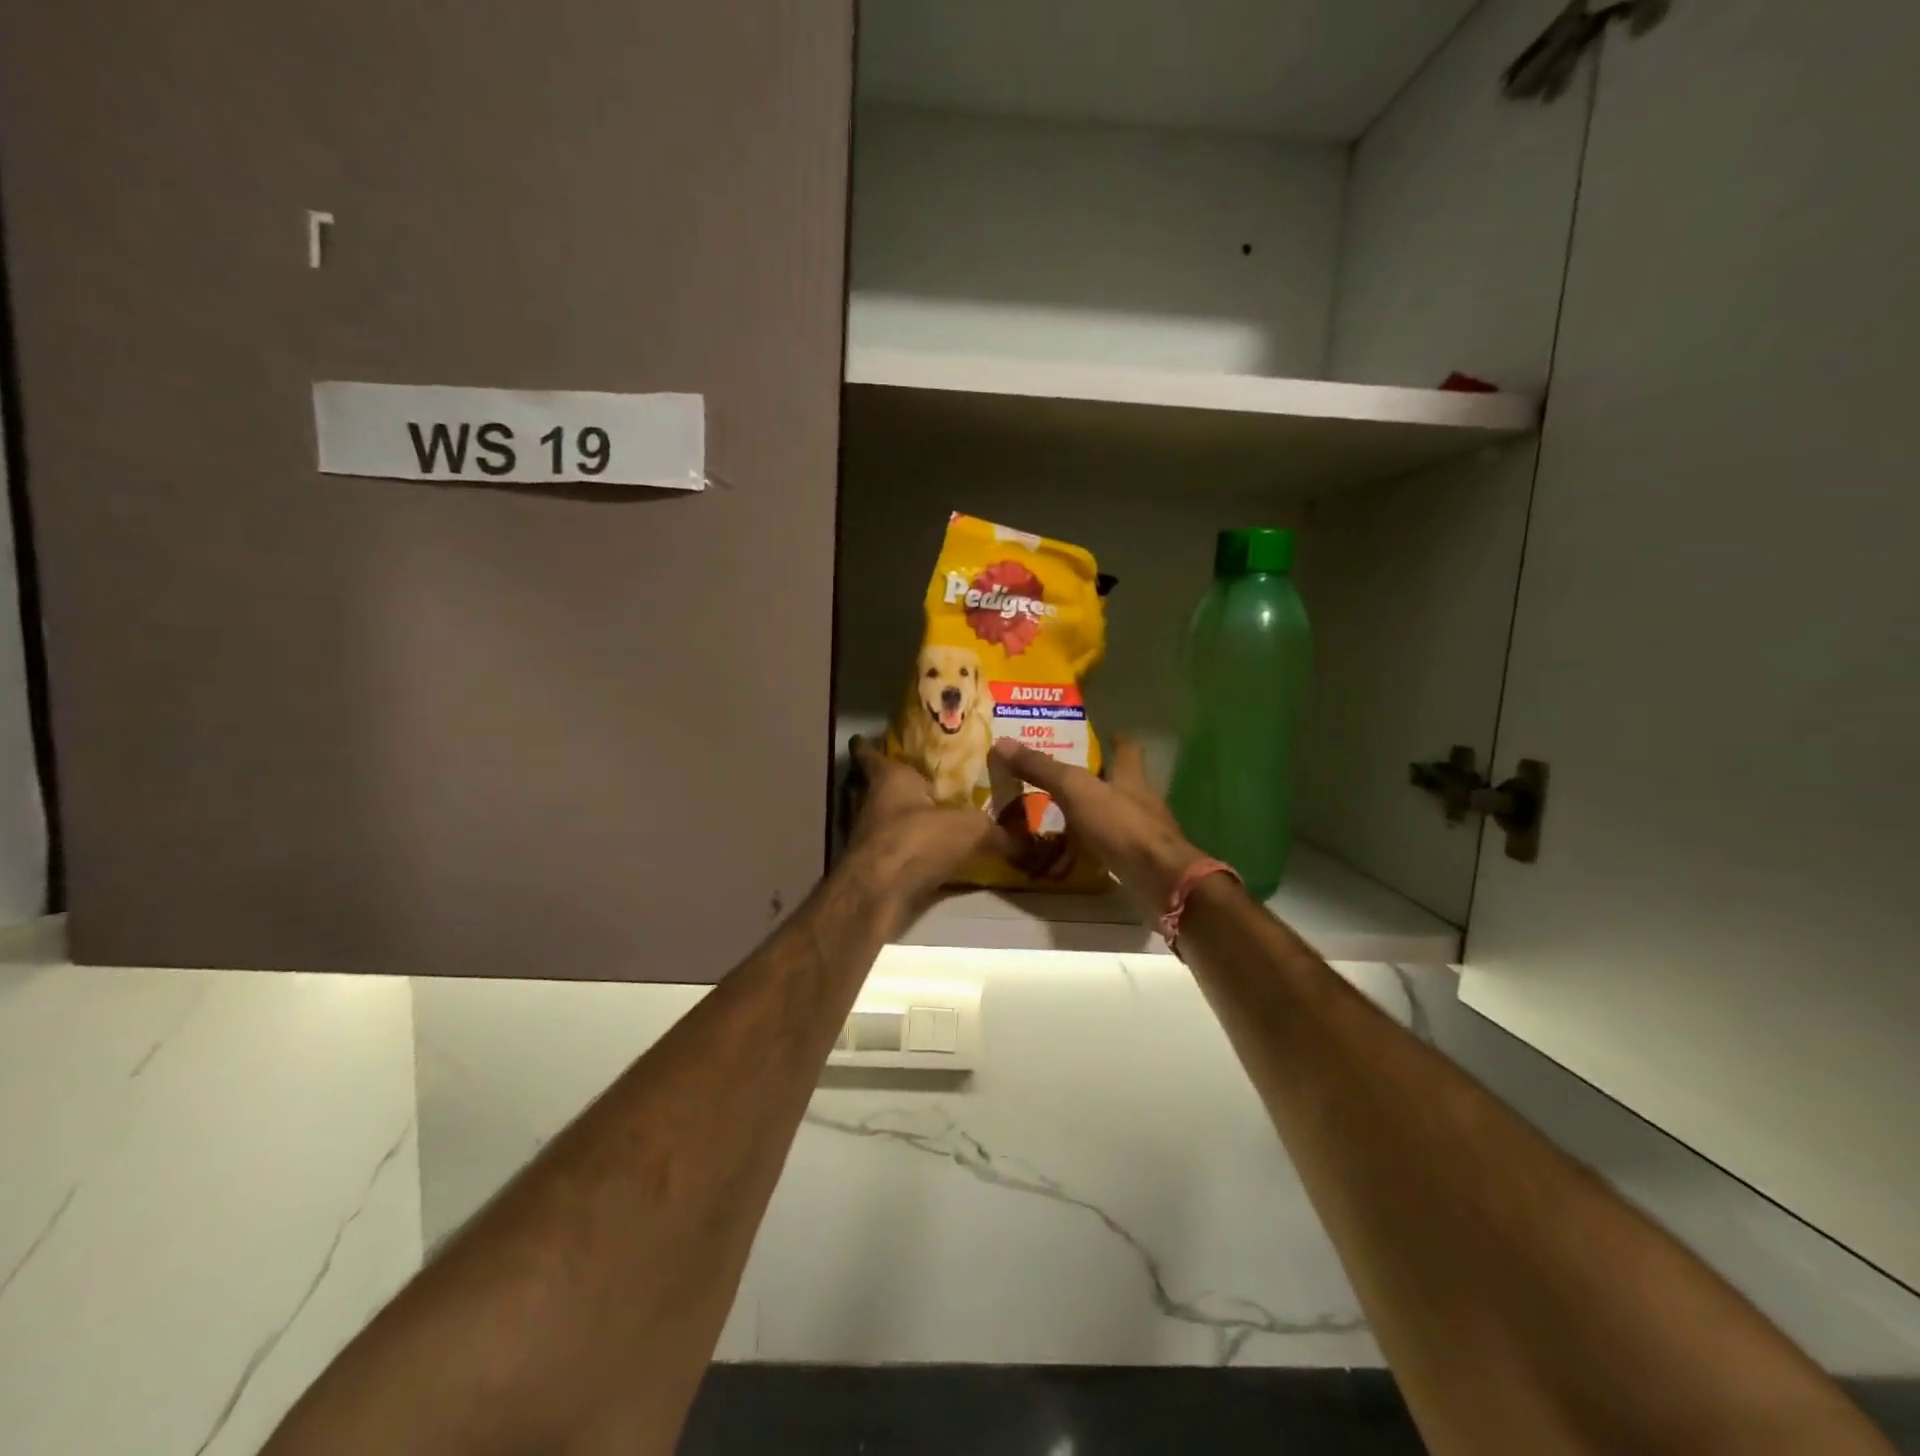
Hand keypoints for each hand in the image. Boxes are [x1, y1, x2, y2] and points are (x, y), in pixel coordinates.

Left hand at [843, 737, 1008, 920]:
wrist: (880, 894)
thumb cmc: (918, 840)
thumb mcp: (969, 830)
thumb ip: (995, 831)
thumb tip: (1027, 839)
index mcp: (890, 779)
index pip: (869, 754)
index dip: (867, 747)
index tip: (866, 739)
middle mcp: (871, 803)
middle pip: (873, 787)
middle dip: (891, 785)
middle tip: (918, 780)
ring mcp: (866, 837)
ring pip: (880, 820)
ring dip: (897, 819)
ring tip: (925, 817)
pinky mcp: (870, 867)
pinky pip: (889, 850)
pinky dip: (903, 850)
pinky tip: (925, 855)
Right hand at [991, 736, 1206, 922]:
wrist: (1160, 880)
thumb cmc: (1121, 825)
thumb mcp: (1076, 790)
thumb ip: (1042, 768)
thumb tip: (1002, 742)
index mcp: (1130, 776)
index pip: (1126, 748)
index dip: (1116, 739)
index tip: (1105, 733)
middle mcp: (1139, 800)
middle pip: (1116, 783)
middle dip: (1092, 780)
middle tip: (1059, 779)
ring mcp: (1140, 832)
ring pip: (1109, 817)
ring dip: (1086, 818)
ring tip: (1053, 819)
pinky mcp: (1136, 861)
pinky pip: (1106, 850)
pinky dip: (1087, 852)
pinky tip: (1066, 859)